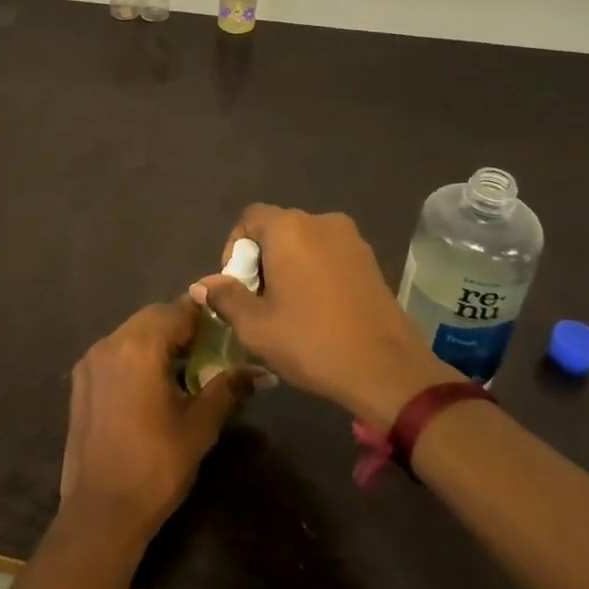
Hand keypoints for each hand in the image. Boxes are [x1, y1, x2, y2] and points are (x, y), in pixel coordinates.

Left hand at [58, 299, 251, 547]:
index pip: (177, 310)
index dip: (205, 317)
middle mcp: (109, 343)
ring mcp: (90, 362)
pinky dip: (136, 357)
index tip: (226, 331)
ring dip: (158, 341)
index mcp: (138, 346)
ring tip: (184, 369)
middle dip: (181, 328)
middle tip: (209, 351)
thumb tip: (264, 372)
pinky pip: (114, 353)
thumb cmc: (156, 465)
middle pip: (152, 318)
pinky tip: (152, 385)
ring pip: (131, 334)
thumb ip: (228, 389)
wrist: (101, 513)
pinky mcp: (80, 382)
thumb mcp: (200, 425)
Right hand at [192, 205, 458, 426]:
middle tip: (258, 301)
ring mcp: (352, 240)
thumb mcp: (255, 326)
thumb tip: (202, 284)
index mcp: (290, 228)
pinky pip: (329, 255)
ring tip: (287, 308)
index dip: (234, 248)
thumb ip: (225, 297)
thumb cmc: (311, 342)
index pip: (249, 218)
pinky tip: (317, 310)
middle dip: (261, 260)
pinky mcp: (371, 260)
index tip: (236, 285)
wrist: (386, 370)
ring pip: (305, 243)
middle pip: (277, 229)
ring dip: (289, 266)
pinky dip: (315, 272)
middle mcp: (321, 222)